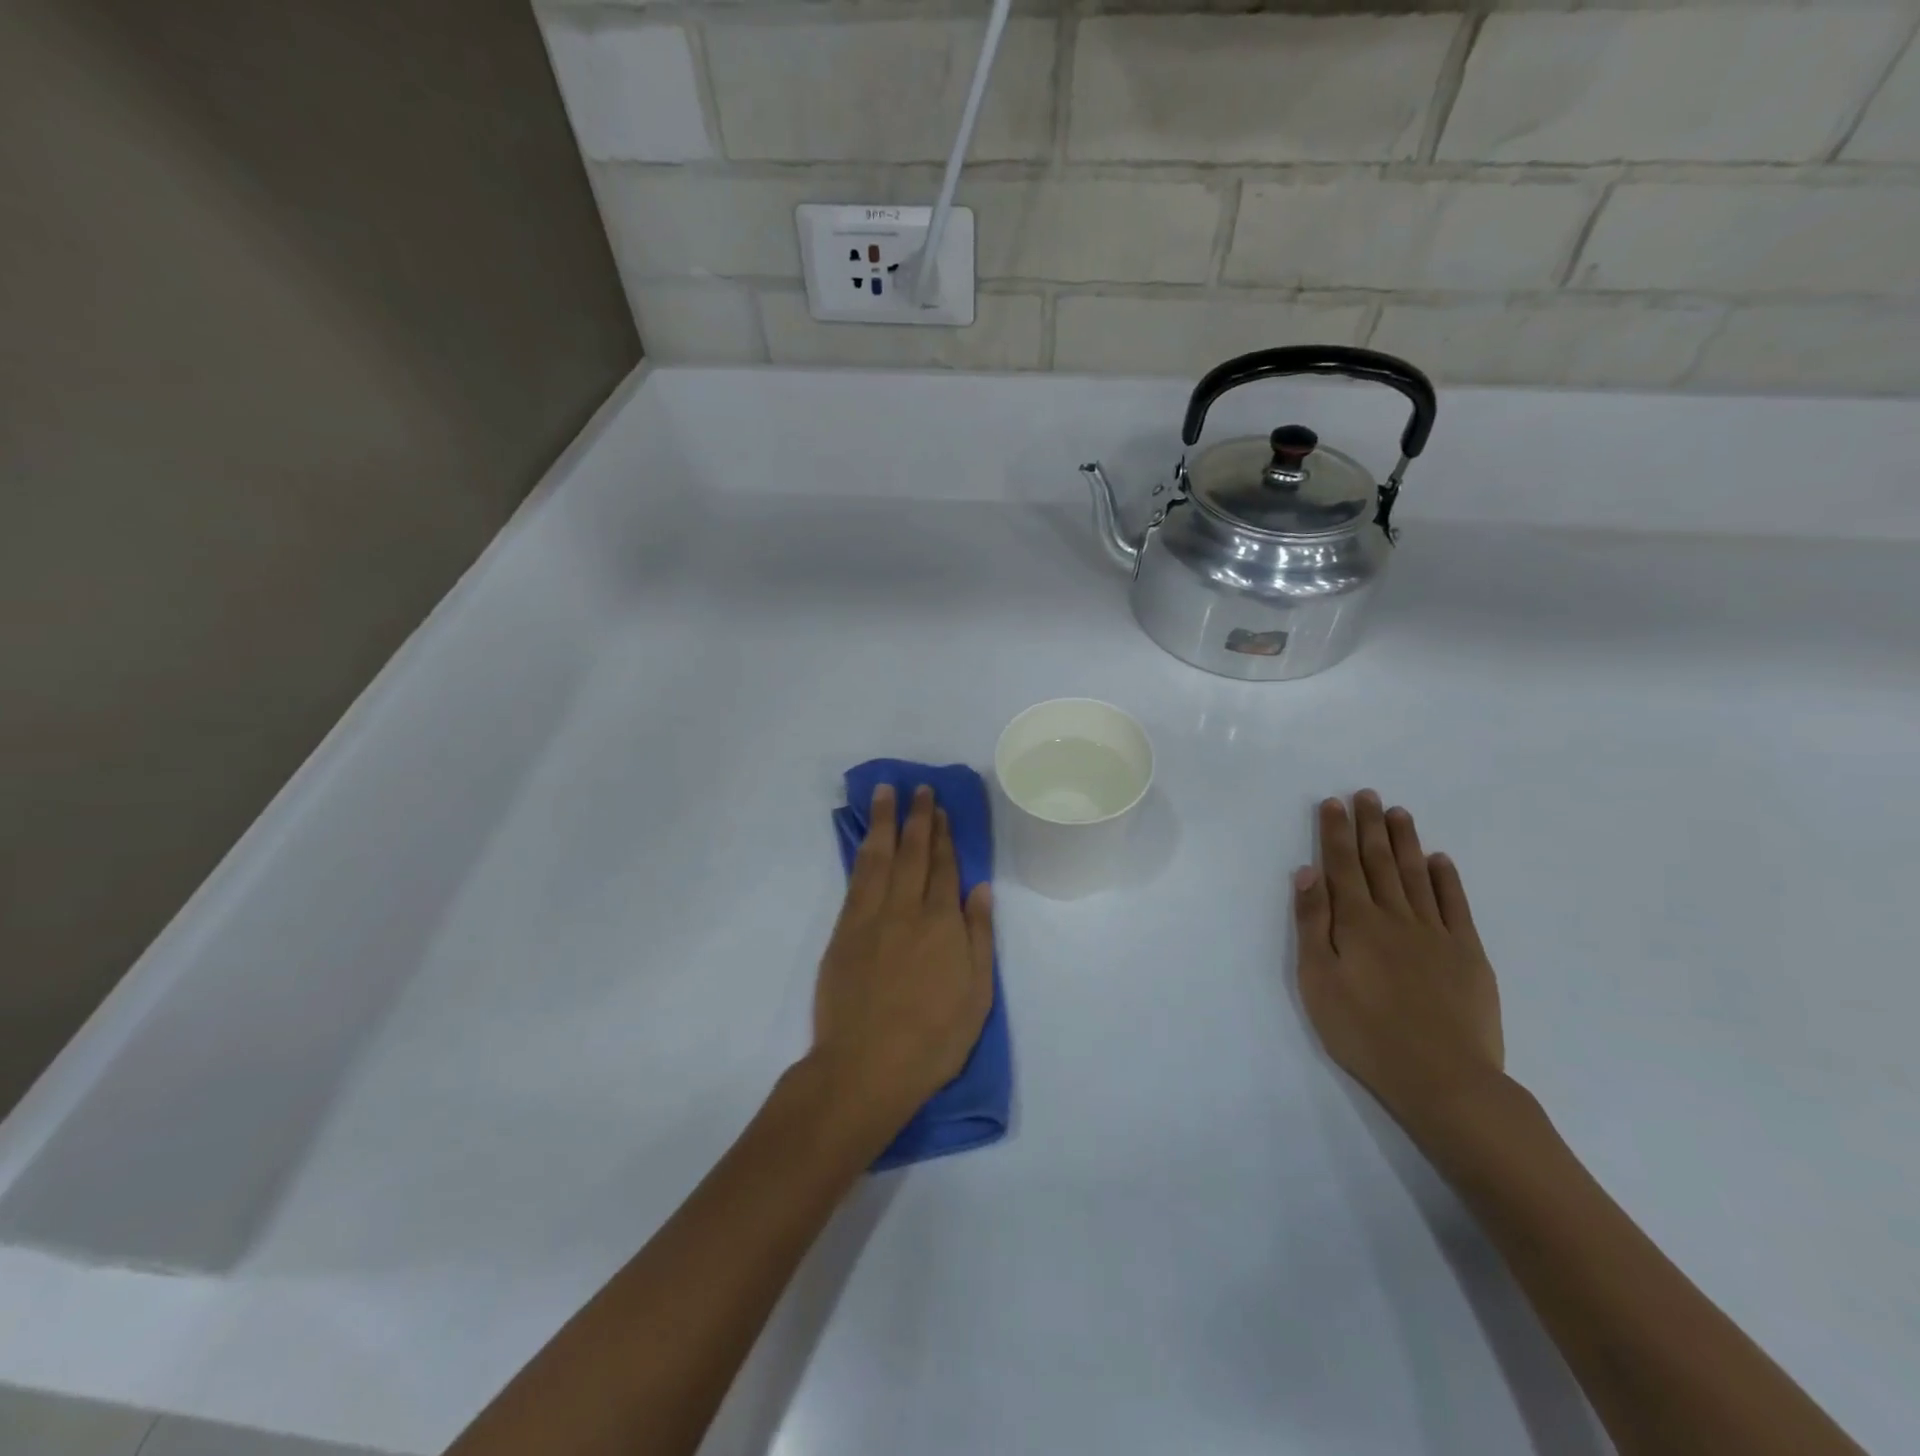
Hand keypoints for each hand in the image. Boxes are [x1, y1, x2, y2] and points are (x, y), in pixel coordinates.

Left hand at [810, 784, 995, 1132]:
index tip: (941, 810)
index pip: (944, 868)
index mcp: (942, 924)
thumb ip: (978, 937)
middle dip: (917, 818)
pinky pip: (856, 881)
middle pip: (913, 853)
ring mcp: (870, 918)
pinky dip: (862, 854)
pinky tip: (866, 841)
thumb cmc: (933, 1039)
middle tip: (918, 788)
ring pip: (879, 858)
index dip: (943, 836)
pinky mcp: (843, 932)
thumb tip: (979, 889)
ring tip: (885, 793)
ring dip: (884, 822)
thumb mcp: (977, 995)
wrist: (866, 1067)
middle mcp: (906, 910)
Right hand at [1292, 791, 1505, 1137]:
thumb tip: (1307, 873)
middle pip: (1379, 861)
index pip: (1341, 865)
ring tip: (1399, 813)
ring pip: (1417, 875)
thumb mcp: (1318, 980)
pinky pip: (1456, 905)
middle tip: (1368, 794)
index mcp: (1356, 922)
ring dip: (1405, 842)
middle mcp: (1396, 916)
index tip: (1333, 803)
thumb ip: (1312, 923)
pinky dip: (1446, 879)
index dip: (1335, 832)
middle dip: (1370, 825)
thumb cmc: (1365, 1032)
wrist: (1444, 1078)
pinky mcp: (1468, 954)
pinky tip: (1440, 860)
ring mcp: (1436, 933)